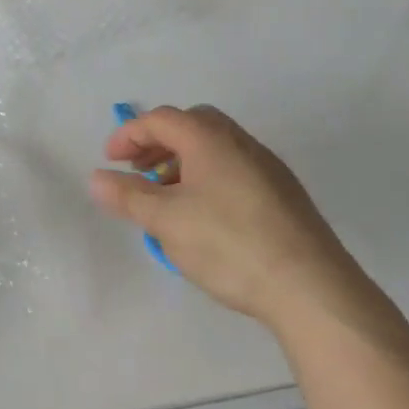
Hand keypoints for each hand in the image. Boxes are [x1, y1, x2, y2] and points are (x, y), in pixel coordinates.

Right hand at [88, 105, 358, 326]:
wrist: (312, 289)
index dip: (129, 135)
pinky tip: (205, 217)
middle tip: (140, 172)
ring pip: (216, 148)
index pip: (160, 119)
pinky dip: (208, 177)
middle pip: (192, 124)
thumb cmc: (229, 244)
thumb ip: (128, 196)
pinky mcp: (285, 195)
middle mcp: (241, 142)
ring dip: (184, 161)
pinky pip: (235, 169)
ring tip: (167, 198)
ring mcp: (268, 167)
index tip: (110, 161)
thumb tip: (96, 178)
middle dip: (159, 143)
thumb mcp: (166, 221)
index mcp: (209, 139)